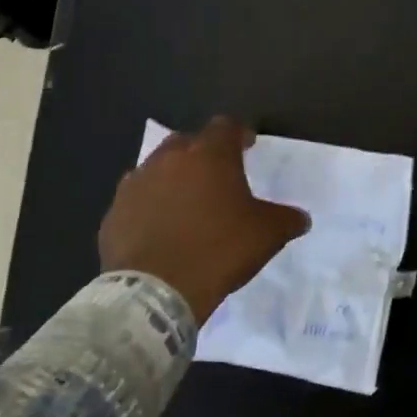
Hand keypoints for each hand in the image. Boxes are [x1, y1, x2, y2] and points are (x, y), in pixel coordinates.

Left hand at [97, 117, 310, 323]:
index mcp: (210, 156)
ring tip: (185, 204)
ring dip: (172, 179)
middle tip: (216, 175)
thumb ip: (287, 219)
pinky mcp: (114, 214)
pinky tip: (159, 229)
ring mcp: (136, 185)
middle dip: (202, 153)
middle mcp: (169, 160)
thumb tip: (301, 218)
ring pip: (157, 169)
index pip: (226, 126)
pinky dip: (149, 207)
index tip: (248, 146)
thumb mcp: (268, 235)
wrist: (156, 290)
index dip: (239, 134)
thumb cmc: (219, 249)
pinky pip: (136, 201)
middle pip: (186, 142)